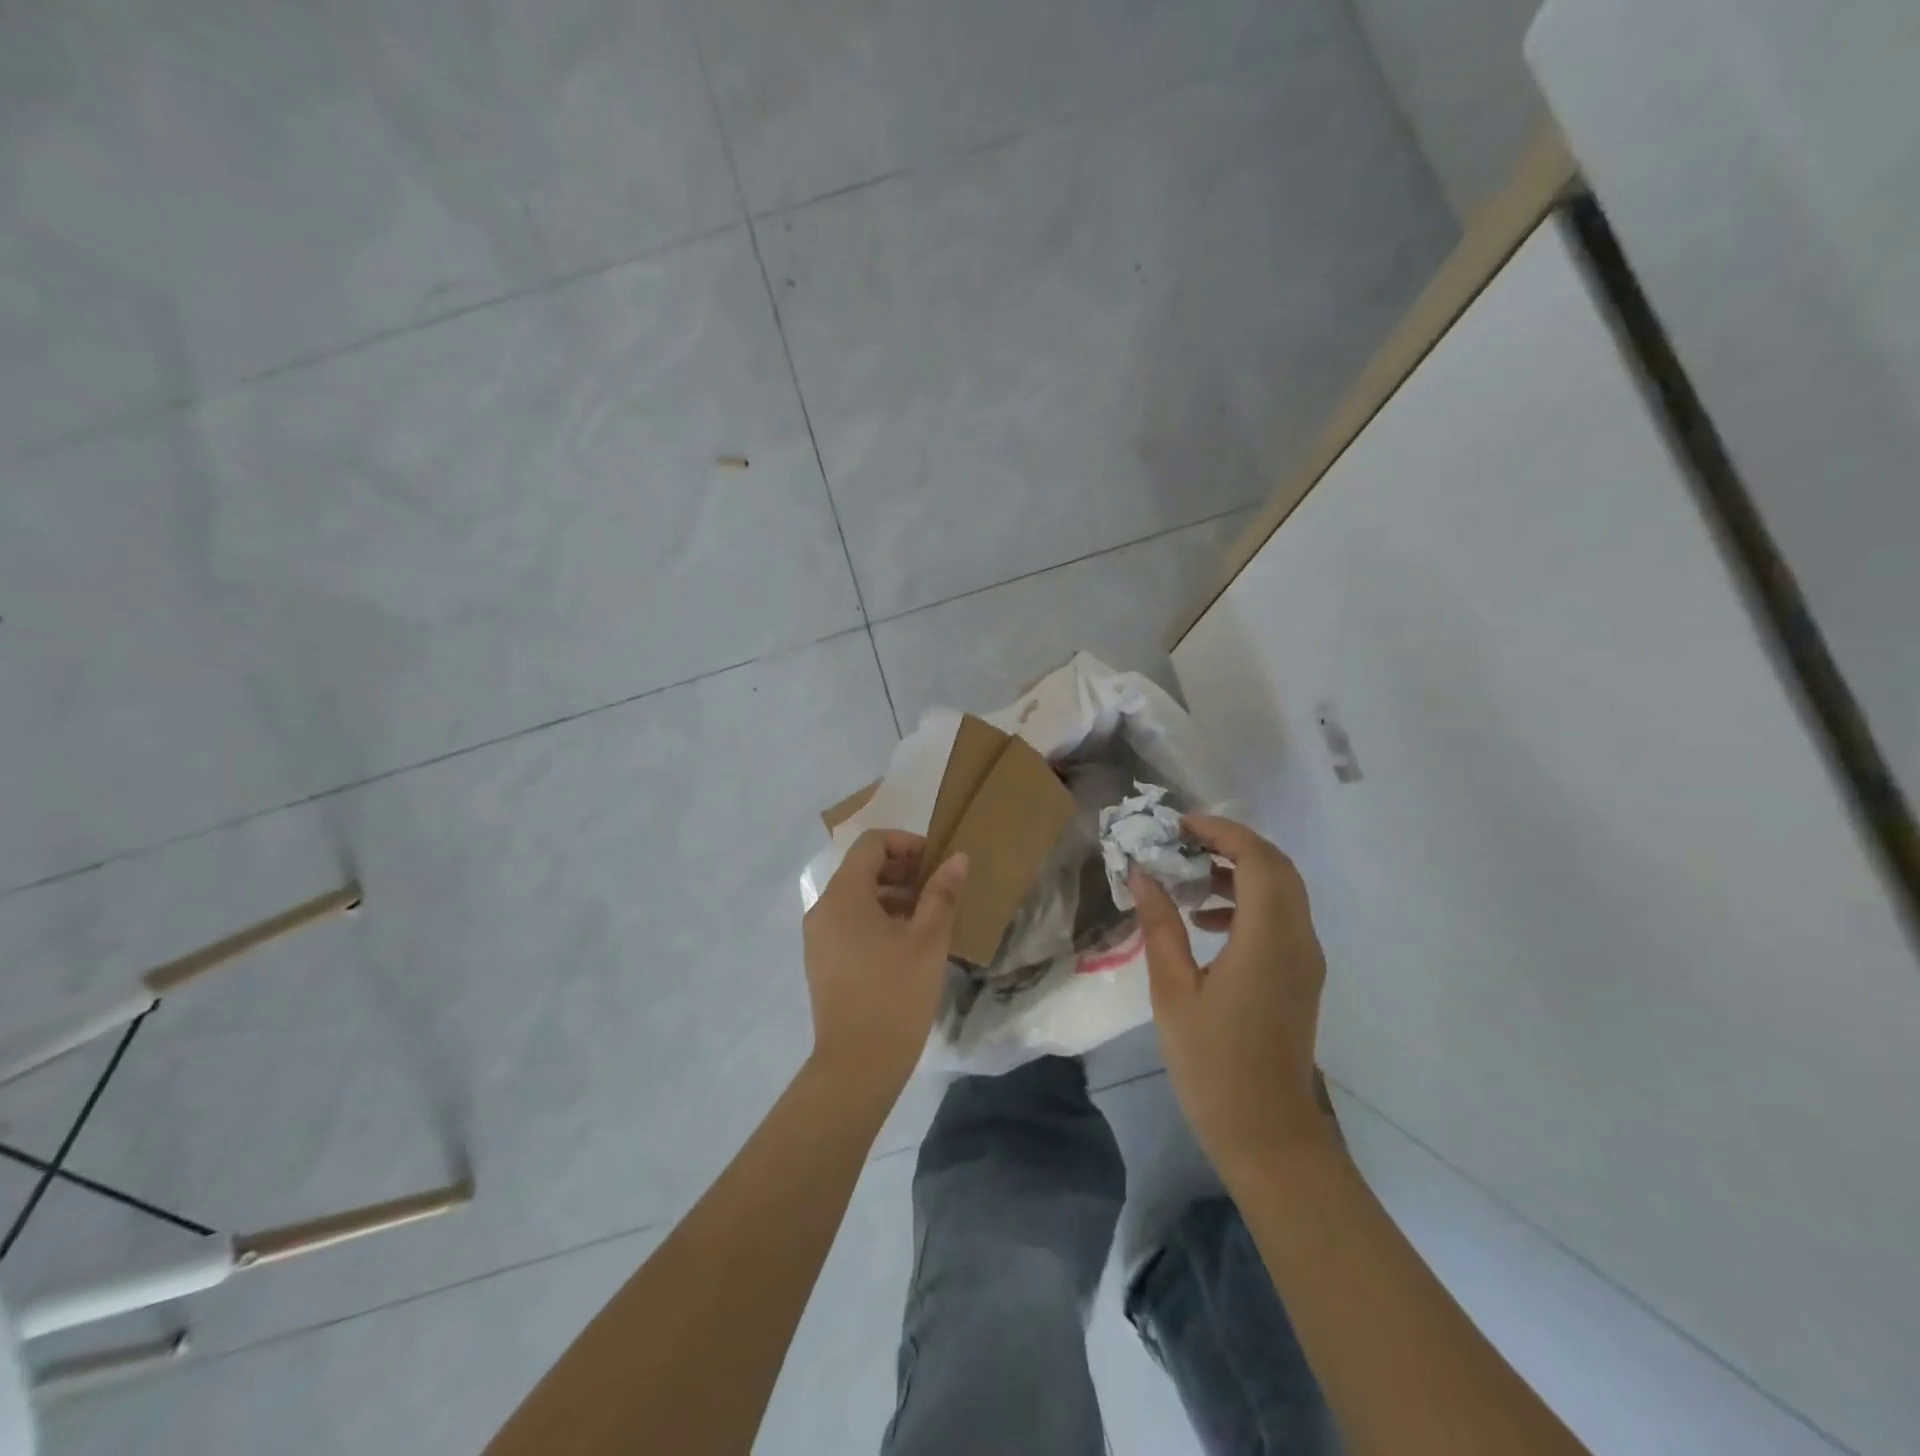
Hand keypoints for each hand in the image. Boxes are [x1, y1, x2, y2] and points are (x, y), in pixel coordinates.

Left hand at [803, 829, 967, 1094]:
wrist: (857, 1065)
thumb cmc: (895, 994)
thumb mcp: (928, 940)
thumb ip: (941, 893)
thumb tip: (956, 858)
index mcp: (844, 895)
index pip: (872, 844)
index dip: (906, 844)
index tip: (936, 864)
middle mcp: (823, 908)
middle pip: (861, 868)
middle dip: (901, 869)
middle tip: (937, 888)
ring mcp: (818, 936)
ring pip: (856, 896)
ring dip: (892, 895)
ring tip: (926, 917)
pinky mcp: (821, 960)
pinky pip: (848, 921)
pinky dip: (876, 918)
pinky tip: (905, 943)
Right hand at [1131, 815, 1329, 1180]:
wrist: (1267, 1133)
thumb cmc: (1212, 1064)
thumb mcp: (1173, 991)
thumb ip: (1159, 926)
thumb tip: (1142, 874)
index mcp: (1268, 941)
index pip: (1257, 860)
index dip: (1221, 832)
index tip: (1178, 826)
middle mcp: (1299, 940)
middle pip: (1277, 866)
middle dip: (1230, 843)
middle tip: (1181, 841)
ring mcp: (1305, 958)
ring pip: (1282, 889)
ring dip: (1239, 870)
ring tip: (1187, 876)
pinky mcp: (1301, 974)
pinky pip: (1281, 916)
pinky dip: (1247, 900)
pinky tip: (1204, 919)